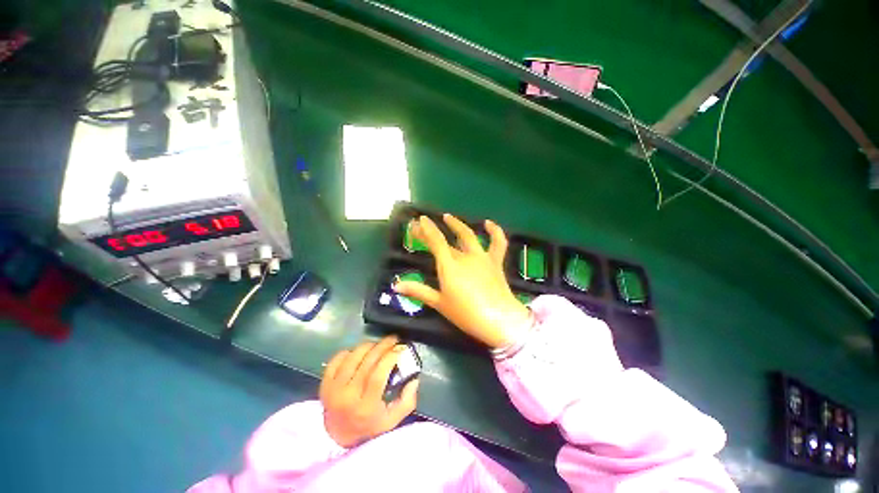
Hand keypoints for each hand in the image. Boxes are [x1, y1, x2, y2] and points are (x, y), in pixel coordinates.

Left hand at [320, 335, 418, 447]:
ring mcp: (333, 389)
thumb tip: (414, 379)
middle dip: (383, 345)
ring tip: (378, 345)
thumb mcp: (392, 420)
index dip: (390, 357)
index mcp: (365, 407)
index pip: (378, 375)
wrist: (337, 436)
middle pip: (367, 362)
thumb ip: (407, 401)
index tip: (400, 348)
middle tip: (393, 339)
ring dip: (369, 345)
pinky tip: (359, 353)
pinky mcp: (324, 383)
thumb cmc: (369, 427)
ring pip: (353, 356)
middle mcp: (347, 396)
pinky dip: (350, 352)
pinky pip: (337, 359)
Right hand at [393, 214, 530, 348]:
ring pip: (469, 236)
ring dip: (458, 224)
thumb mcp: (439, 303)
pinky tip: (488, 223)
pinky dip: (494, 231)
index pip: (435, 241)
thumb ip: (418, 291)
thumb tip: (396, 285)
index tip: (418, 220)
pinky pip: (498, 242)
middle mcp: (465, 256)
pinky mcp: (495, 262)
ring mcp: (482, 257)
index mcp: (449, 266)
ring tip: (448, 217)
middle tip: (423, 224)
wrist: (498, 320)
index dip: (426, 229)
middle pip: (446, 239)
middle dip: (433, 231)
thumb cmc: (465, 313)